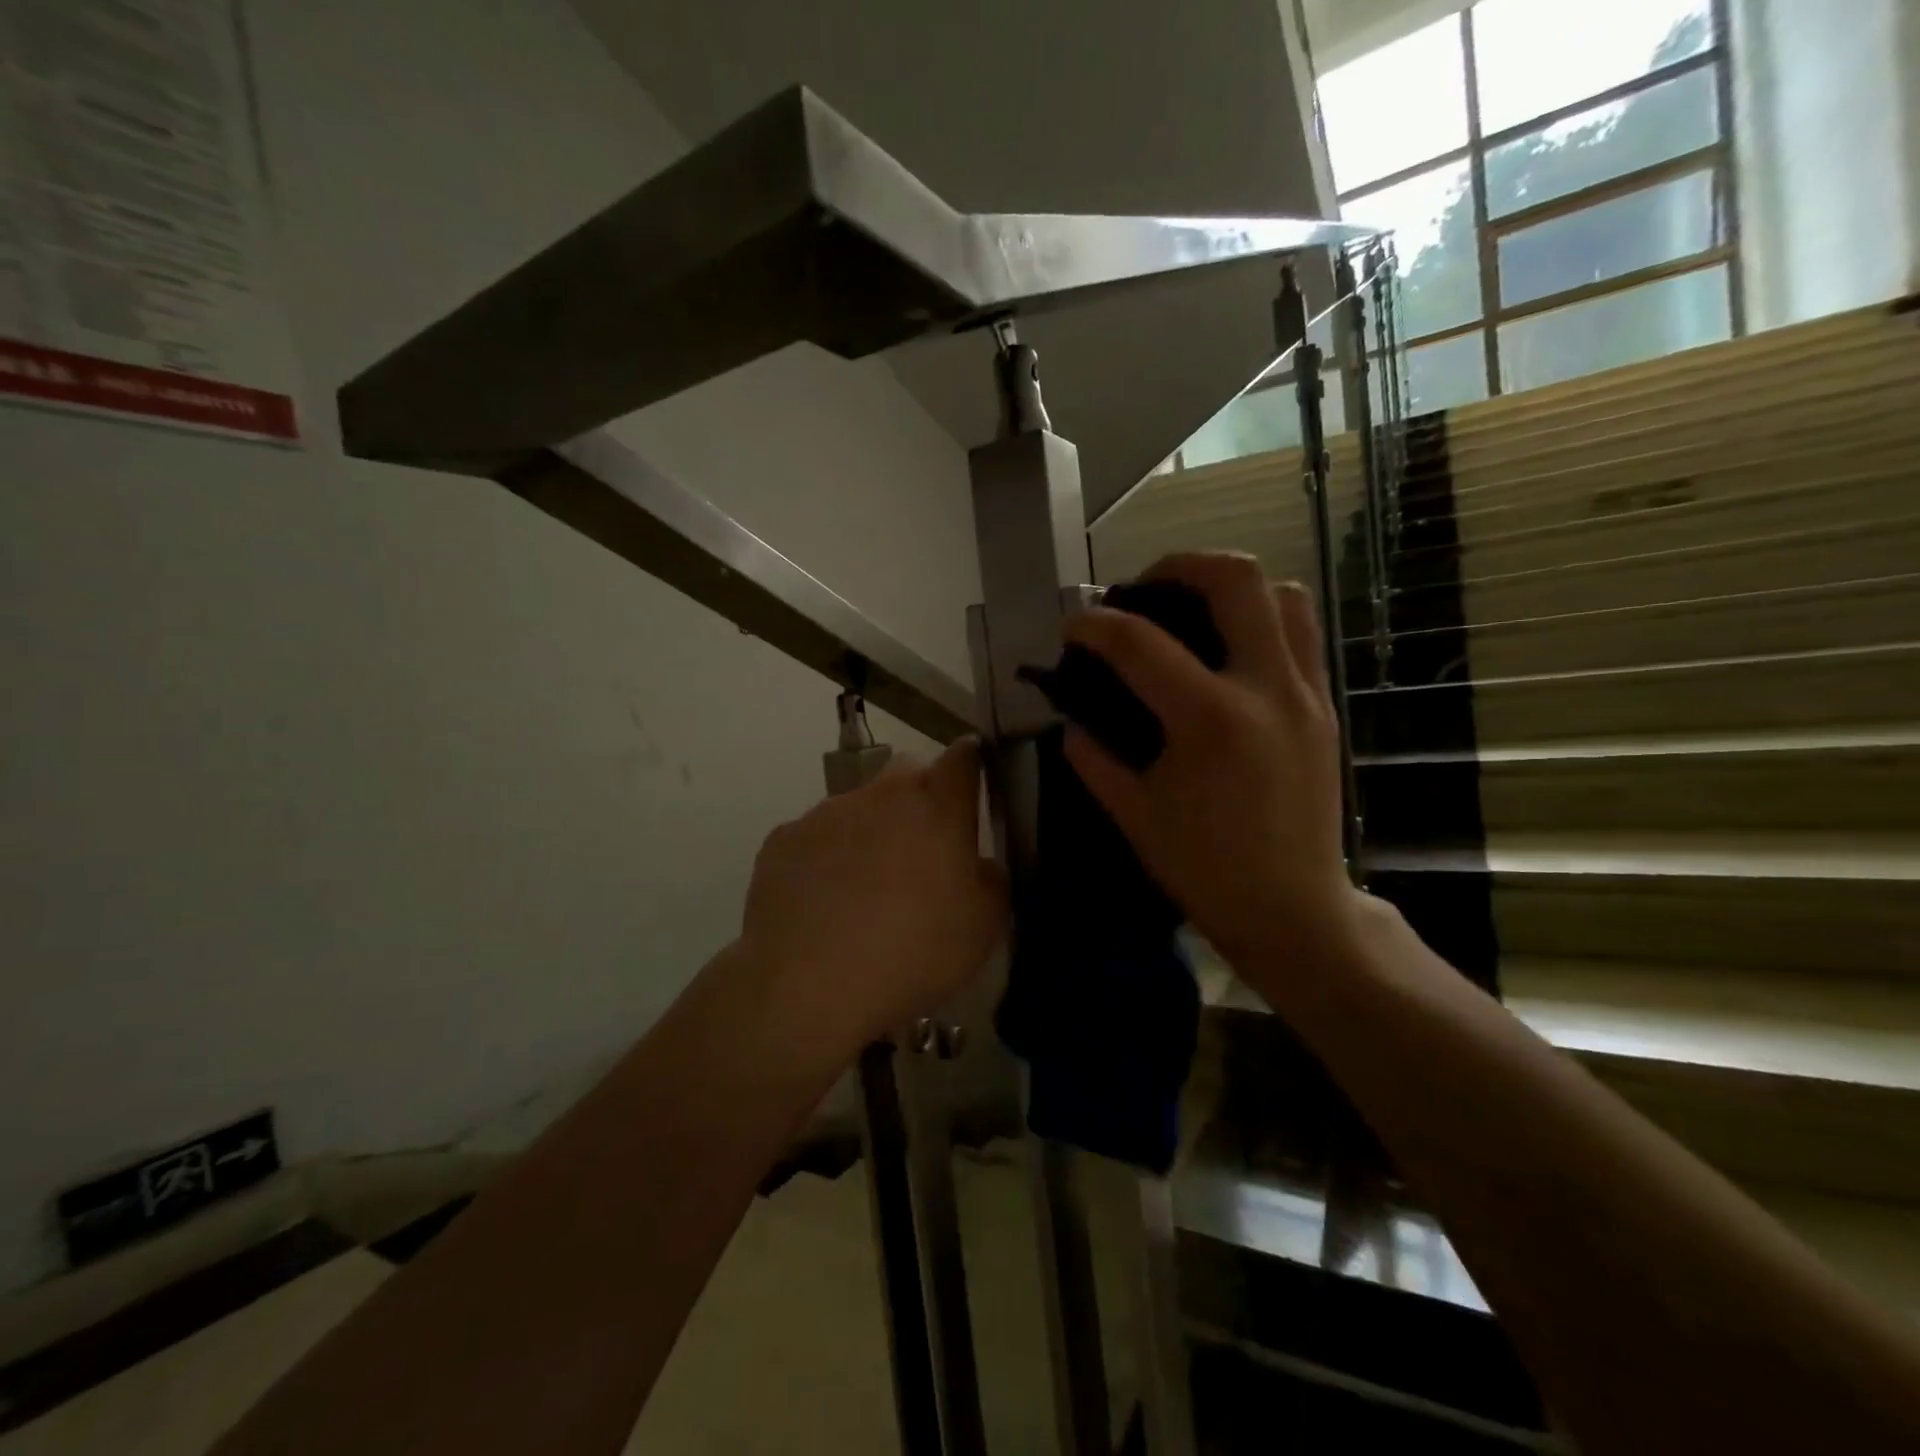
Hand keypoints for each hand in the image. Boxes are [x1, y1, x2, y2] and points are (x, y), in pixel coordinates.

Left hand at [739, 739, 1006, 1057]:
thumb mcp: (983, 927)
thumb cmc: (912, 952)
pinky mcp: (783, 838)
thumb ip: (990, 880)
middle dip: (919, 800)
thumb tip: (977, 864)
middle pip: (907, 774)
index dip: (970, 766)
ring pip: (860, 807)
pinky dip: (825, 858)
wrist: (808, 984)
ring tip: (864, 892)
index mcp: (937, 806)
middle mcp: (882, 794)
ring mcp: (827, 812)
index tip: (971, 787)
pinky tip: (823, 904)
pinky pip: (816, 837)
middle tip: (921, 853)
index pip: (964, 757)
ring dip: (870, 833)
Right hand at [1060, 553, 1367, 995]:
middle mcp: (1266, 689)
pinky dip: (1260, 618)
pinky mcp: (1323, 706)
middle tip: (1140, 590)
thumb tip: (1071, 718)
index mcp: (1209, 720)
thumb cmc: (1205, 869)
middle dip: (1176, 565)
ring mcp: (1304, 693)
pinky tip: (1225, 650)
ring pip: (1283, 594)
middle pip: (1234, 579)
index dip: (1094, 626)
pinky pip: (1300, 633)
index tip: (1071, 628)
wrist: (1293, 909)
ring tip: (1191, 610)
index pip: (1140, 642)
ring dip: (1231, 586)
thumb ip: (1094, 757)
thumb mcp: (1133, 814)